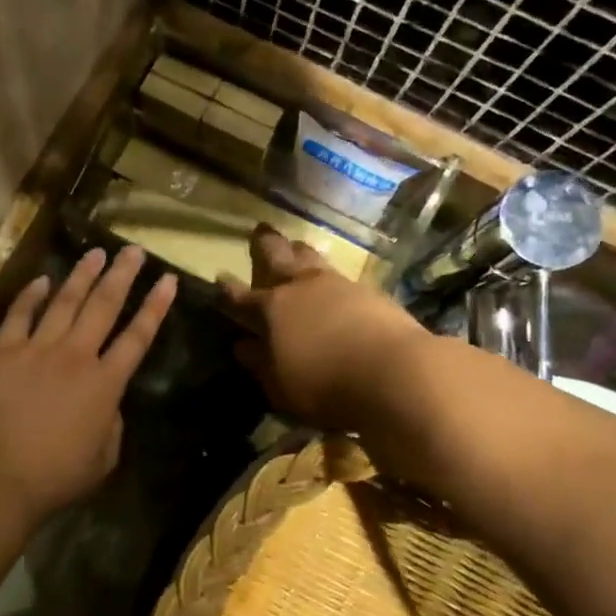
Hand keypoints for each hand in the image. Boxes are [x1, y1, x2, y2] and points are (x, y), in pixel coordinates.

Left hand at [0, 245, 175, 546]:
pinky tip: (42, 279)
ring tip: (96, 253)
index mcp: (105, 383)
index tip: (168, 280)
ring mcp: (37, 349)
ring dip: (82, 275)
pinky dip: (31, 295)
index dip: (155, 307)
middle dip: (122, 275)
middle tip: (133, 250)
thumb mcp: (104, 458)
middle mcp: (76, 356)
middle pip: (104, 306)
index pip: (138, 336)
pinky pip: (19, 315)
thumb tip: (108, 401)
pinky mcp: (3, 352)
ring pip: (65, 302)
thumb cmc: (56, 476)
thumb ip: (113, 423)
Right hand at [222, 224, 424, 430]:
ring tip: (297, 244)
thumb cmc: (326, 385)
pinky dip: (331, 274)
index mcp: (272, 308)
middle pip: (278, 257)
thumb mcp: (281, 385)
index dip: (228, 290)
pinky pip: (341, 275)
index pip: (241, 297)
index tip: (220, 278)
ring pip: (312, 258)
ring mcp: (338, 284)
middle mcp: (302, 287)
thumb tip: (242, 346)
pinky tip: (334, 280)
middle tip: (260, 230)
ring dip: (301, 251)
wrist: (395, 373)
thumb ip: (260, 363)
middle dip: (266, 245)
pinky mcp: (370, 292)